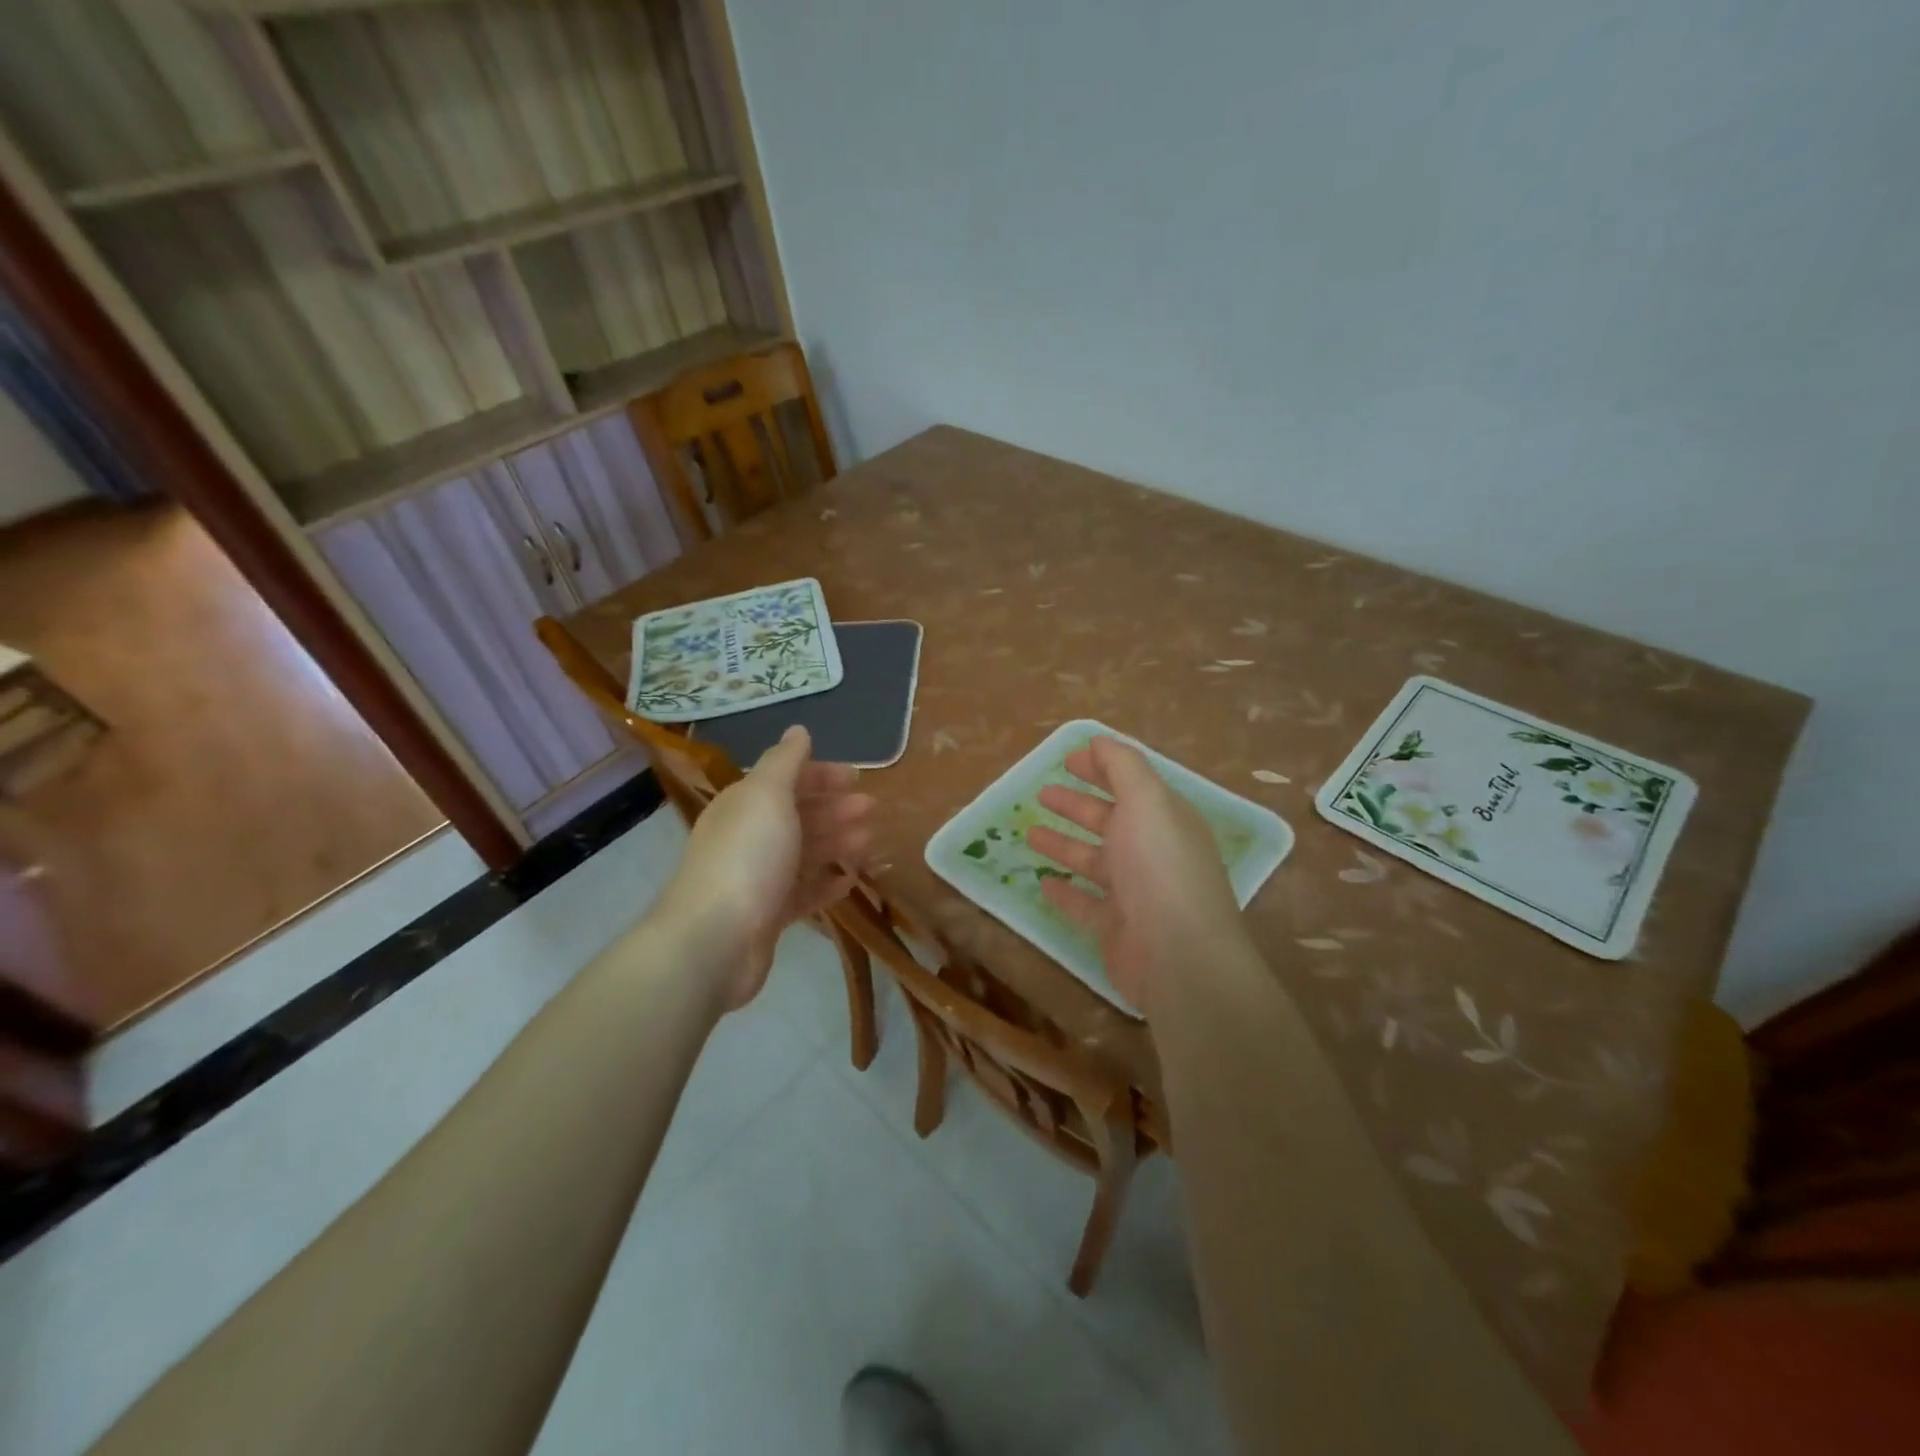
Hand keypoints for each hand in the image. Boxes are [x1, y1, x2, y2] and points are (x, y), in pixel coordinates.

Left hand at [655, 726, 872, 1008]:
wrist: (715, 939)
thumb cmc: (747, 856)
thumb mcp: (767, 795)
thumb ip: (785, 761)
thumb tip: (798, 730)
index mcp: (745, 804)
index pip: (786, 780)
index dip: (821, 775)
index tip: (857, 779)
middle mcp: (748, 837)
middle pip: (797, 816)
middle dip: (835, 809)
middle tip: (871, 810)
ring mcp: (758, 878)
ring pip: (803, 853)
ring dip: (836, 843)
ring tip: (869, 843)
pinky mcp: (768, 916)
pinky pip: (803, 893)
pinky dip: (826, 883)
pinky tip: (849, 881)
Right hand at [1026, 736, 1244, 1014]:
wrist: (1179, 956)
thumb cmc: (1160, 867)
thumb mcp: (1146, 800)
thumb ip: (1123, 765)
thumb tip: (1099, 740)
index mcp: (1164, 818)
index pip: (1130, 783)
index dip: (1101, 767)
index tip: (1066, 759)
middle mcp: (1152, 852)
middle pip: (1109, 820)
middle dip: (1077, 804)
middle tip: (1041, 792)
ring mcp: (1134, 892)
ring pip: (1093, 860)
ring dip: (1064, 843)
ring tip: (1030, 831)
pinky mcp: (1116, 927)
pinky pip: (1084, 903)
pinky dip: (1064, 891)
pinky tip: (1043, 881)